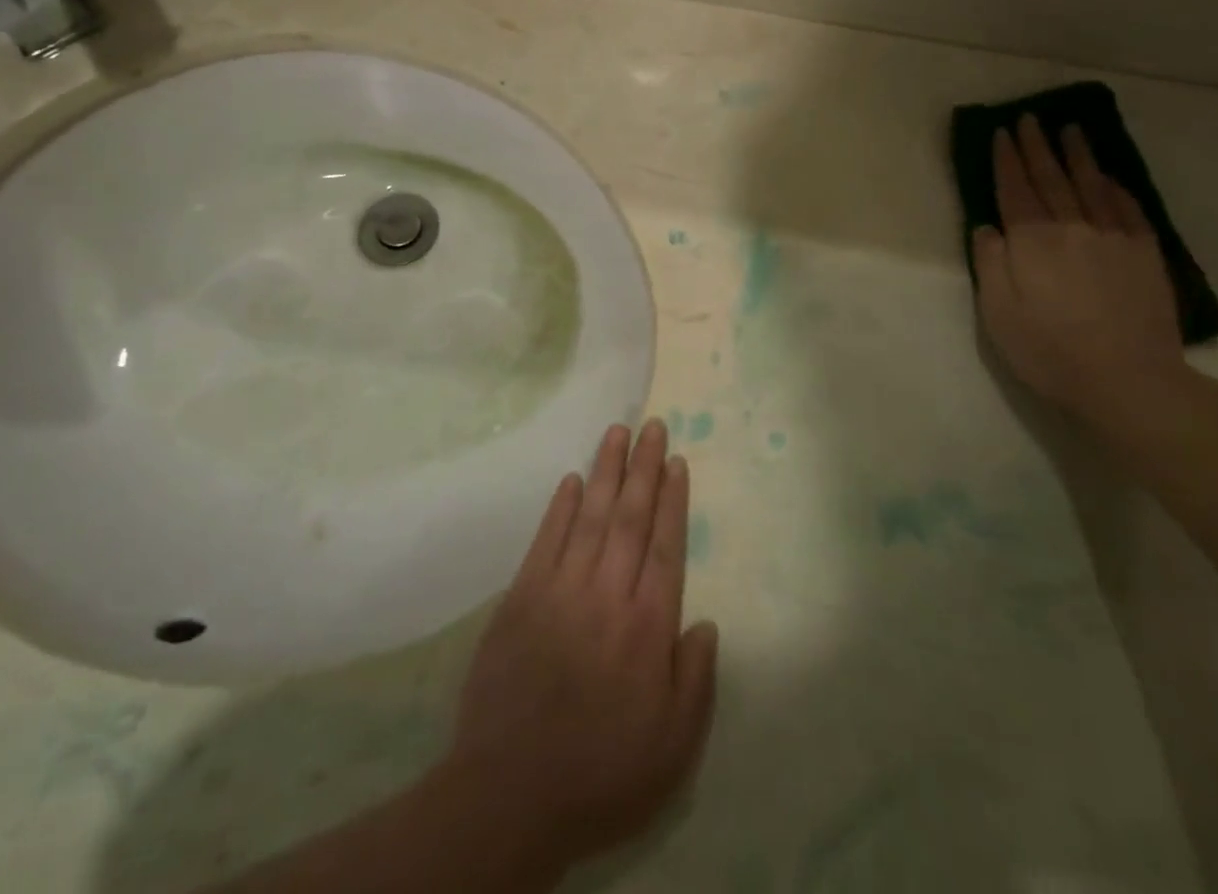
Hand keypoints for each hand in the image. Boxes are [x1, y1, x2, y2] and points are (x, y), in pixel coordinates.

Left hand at [439, 420, 719, 877]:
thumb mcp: (672, 749)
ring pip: (589, 516)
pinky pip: (546, 539)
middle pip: (630, 518)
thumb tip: (707, 622)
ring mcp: (561, 591)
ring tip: (617, 431)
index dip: (672, 501)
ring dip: (605, 471)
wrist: (510, 793)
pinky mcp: (522, 597)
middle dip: (643, 467)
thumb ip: (695, 681)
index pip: (664, 547)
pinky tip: (571, 479)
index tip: (676, 461)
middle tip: (652, 424)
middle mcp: (607, 596)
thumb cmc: (601, 772)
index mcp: (647, 628)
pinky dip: (560, 507)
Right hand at [972, 118, 1184, 417]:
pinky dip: (1115, 186)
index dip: (1006, 159)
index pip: (1014, 189)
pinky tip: (1109, 176)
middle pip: (1051, 178)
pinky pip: (1128, 208)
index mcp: (1032, 241)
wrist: (1129, 380)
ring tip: (1070, 129)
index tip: (1001, 132)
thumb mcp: (998, 312)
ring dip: (1077, 154)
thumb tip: (987, 227)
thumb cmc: (1049, 350)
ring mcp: (1114, 237)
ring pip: (1091, 184)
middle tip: (1029, 118)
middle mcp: (1073, 227)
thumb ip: (990, 263)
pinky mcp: (1145, 254)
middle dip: (1037, 146)